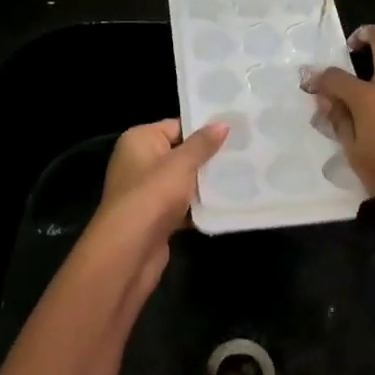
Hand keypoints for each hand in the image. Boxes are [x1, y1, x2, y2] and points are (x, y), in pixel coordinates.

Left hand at [89, 118, 228, 303]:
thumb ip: (202, 144)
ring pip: (183, 181)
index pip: (176, 126)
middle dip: (208, 157)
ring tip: (241, 175)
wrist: (129, 250)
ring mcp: (146, 191)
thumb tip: (222, 124)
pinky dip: (198, 206)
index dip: (204, 129)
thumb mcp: (181, 164)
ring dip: (206, 183)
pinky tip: (226, 204)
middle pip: (180, 154)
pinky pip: (182, 205)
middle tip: (244, 152)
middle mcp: (138, 162)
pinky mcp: (155, 217)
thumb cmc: (153, 195)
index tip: (235, 131)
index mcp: (139, 140)